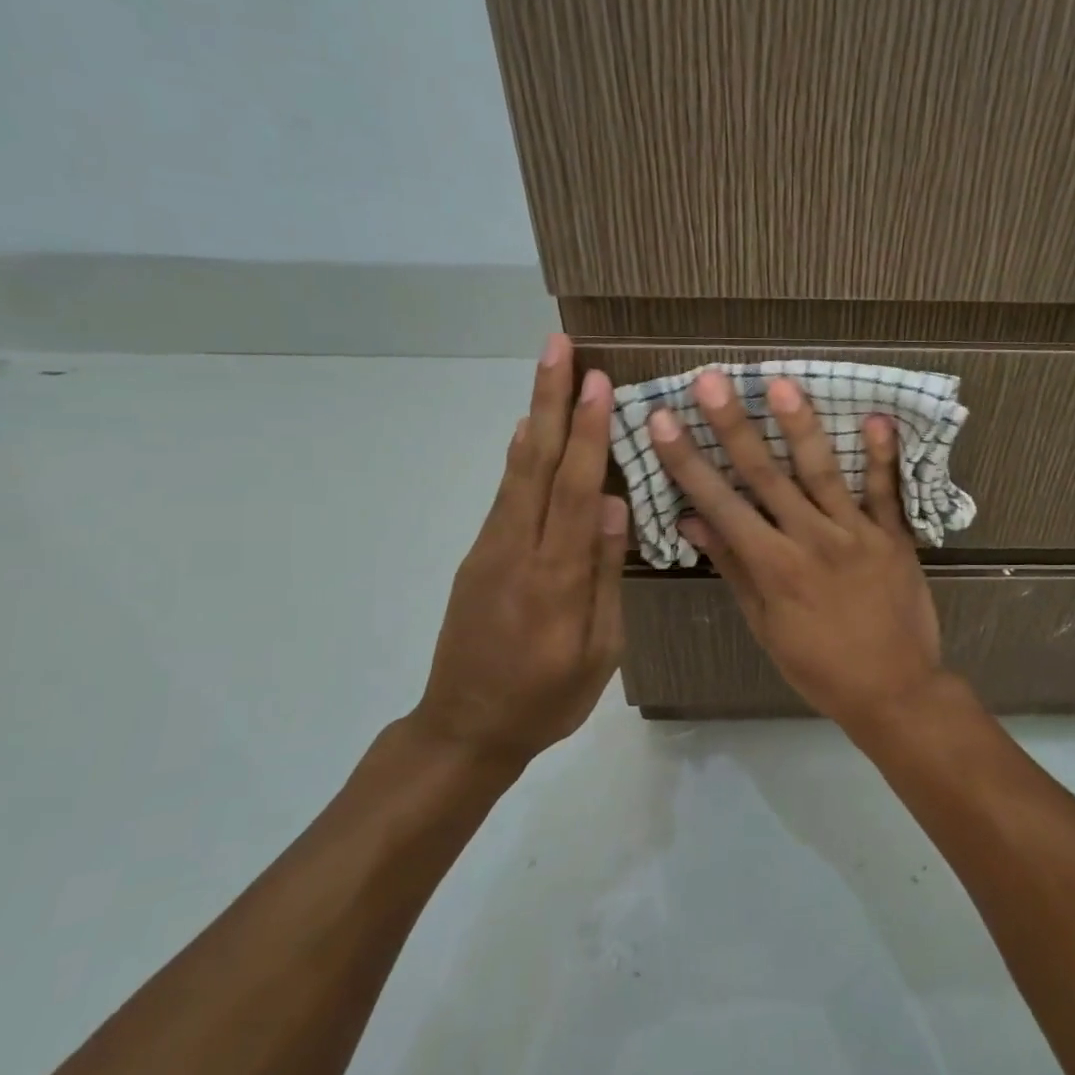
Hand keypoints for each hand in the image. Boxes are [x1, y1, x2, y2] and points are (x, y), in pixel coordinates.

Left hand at [411, 333, 626, 764]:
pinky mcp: (478, 556)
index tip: (596, 381)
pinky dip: (521, 454)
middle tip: (556, 345)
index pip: (572, 488)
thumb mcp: (598, 651)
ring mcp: (490, 549)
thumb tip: (611, 504)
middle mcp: (515, 549)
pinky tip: (531, 431)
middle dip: (549, 399)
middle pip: (536, 461)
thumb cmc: (547, 698)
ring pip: (516, 471)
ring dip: (535, 415)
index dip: (587, 432)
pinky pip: (506, 494)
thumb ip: (603, 575)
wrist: (464, 729)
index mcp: (553, 576)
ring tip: (545, 370)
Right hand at [648, 371, 942, 727]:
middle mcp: (811, 540)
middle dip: (734, 426)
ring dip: (800, 427)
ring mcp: (857, 535)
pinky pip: (887, 492)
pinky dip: (883, 456)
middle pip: (766, 476)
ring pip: (823, 473)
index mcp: (774, 567)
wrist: (894, 690)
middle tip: (711, 380)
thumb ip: (734, 568)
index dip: (688, 461)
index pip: (721, 504)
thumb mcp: (766, 626)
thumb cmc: (820, 666)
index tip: (663, 420)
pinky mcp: (895, 537)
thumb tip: (692, 520)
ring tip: (780, 384)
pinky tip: (877, 417)